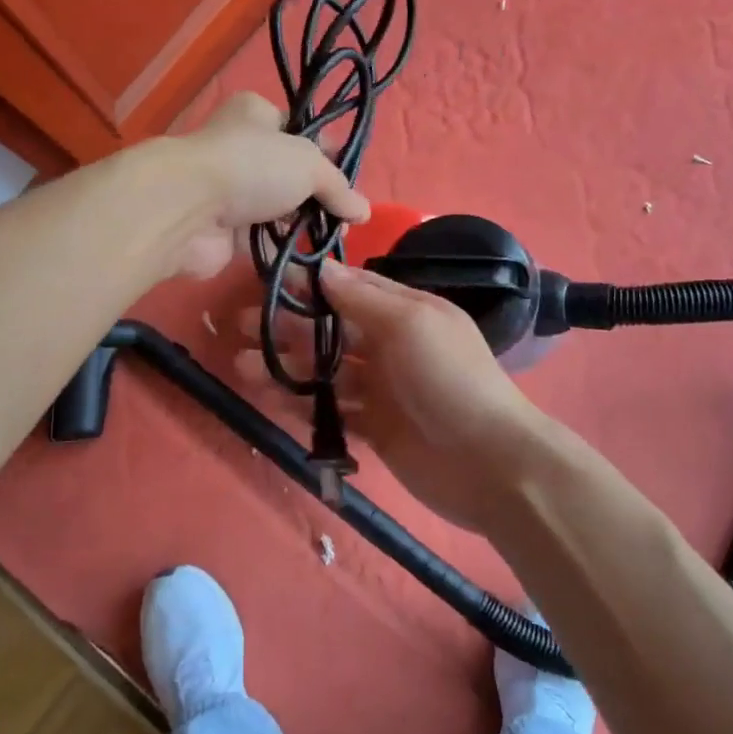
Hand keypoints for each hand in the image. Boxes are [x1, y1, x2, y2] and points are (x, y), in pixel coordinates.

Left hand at [158, 92, 369, 279]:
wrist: (188, 209)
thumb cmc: (251, 166)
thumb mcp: (308, 165)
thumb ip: (338, 187)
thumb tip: (363, 212)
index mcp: (256, 115)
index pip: (299, 129)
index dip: (327, 152)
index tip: (350, 178)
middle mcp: (240, 149)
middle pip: (289, 174)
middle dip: (317, 197)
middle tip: (345, 219)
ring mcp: (230, 192)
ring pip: (276, 210)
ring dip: (302, 227)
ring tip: (333, 242)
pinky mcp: (223, 231)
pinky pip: (263, 242)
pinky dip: (284, 253)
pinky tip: (311, 264)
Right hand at [244, 259, 555, 533]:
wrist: (490, 463)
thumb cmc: (450, 380)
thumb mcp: (411, 324)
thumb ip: (363, 299)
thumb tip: (322, 270)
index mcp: (405, 312)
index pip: (350, 288)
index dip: (310, 285)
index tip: (267, 281)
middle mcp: (391, 345)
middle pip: (331, 329)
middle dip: (288, 326)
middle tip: (242, 326)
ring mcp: (382, 389)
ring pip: (325, 371)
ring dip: (286, 366)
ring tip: (242, 366)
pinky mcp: (375, 428)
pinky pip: (331, 409)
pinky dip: (302, 404)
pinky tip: (270, 400)